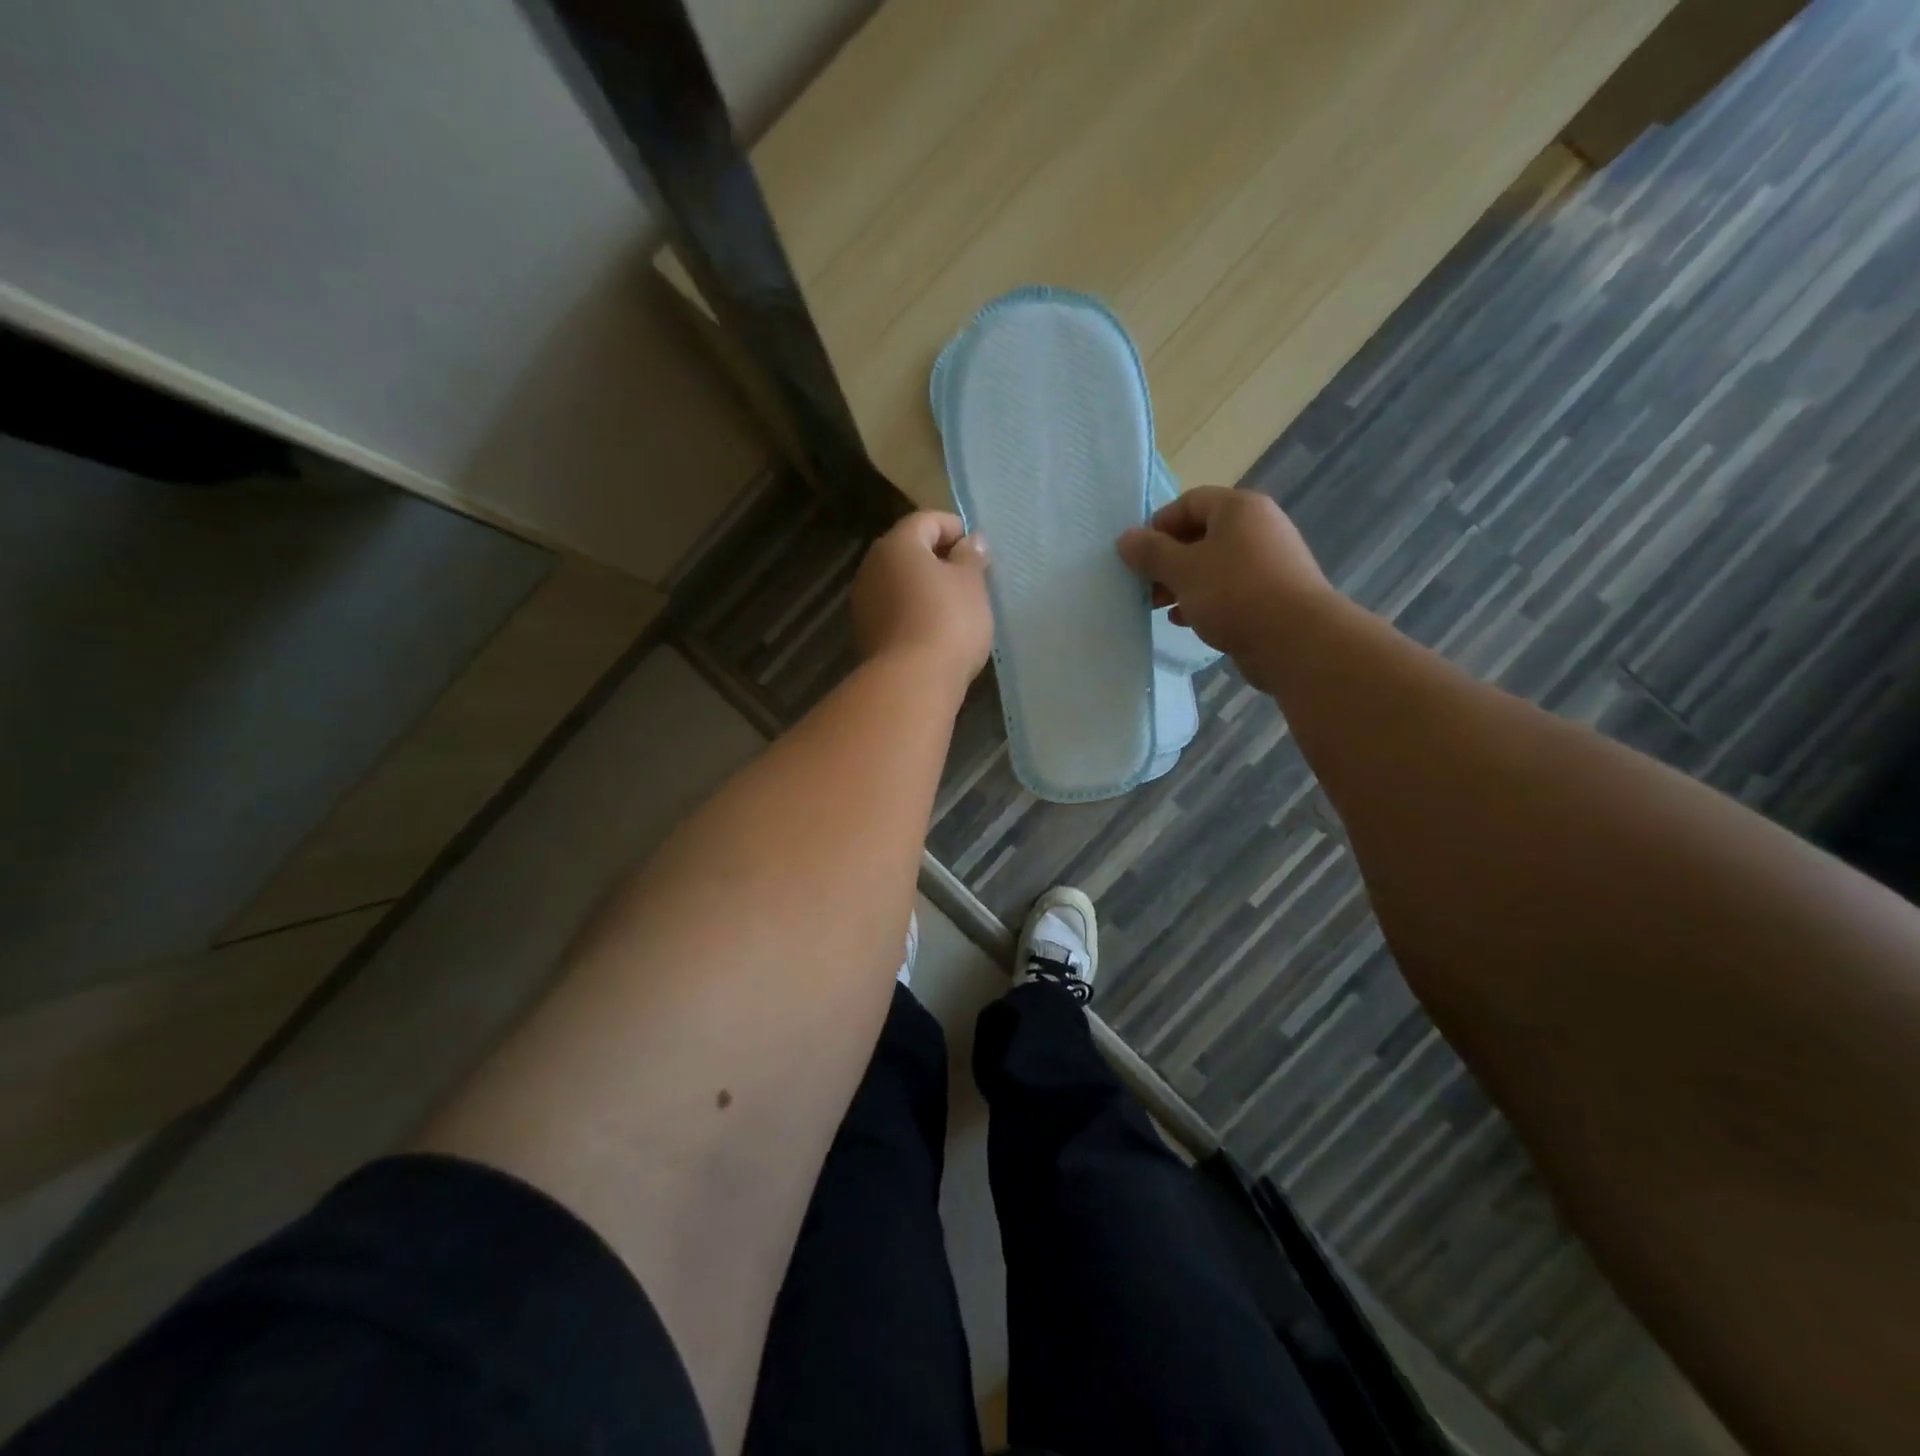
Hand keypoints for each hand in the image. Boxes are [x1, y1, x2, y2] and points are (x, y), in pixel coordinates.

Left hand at [851, 511, 992, 687]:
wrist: (911, 682)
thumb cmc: (948, 622)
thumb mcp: (971, 584)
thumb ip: (971, 557)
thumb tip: (970, 541)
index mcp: (897, 545)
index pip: (926, 520)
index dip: (954, 528)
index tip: (977, 551)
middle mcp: (872, 567)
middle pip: (908, 551)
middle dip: (938, 559)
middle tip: (969, 578)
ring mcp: (863, 602)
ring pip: (899, 582)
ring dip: (924, 587)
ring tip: (955, 607)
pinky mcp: (865, 633)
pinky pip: (893, 610)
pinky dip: (913, 611)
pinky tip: (934, 630)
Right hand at [1116, 486, 1332, 663]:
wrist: (1296, 640)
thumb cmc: (1234, 593)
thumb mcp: (1183, 570)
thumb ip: (1150, 552)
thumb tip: (1125, 539)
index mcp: (1239, 509)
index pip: (1189, 502)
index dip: (1158, 525)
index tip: (1137, 555)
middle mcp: (1258, 527)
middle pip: (1201, 534)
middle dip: (1167, 560)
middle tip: (1144, 585)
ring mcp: (1268, 562)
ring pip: (1213, 565)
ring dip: (1182, 583)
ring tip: (1159, 606)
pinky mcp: (1272, 594)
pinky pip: (1229, 589)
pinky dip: (1204, 600)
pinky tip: (1185, 621)